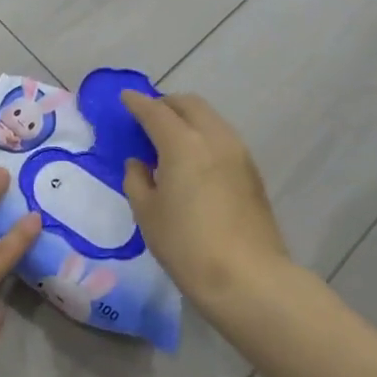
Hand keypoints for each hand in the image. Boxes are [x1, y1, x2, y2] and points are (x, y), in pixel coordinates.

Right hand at [122, 90, 291, 315]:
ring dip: (187, 118)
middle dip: (166, 104)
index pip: (155, 111)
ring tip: (169, 139)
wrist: (248, 278)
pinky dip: (203, 136)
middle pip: (189, 104)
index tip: (124, 99)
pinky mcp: (252, 171)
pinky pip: (222, 138)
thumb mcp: (147, 214)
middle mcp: (214, 138)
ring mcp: (238, 153)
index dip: (137, 103)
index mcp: (183, 144)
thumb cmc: (186, 245)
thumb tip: (140, 164)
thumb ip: (137, 180)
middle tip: (147, 118)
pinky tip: (192, 159)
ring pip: (210, 118)